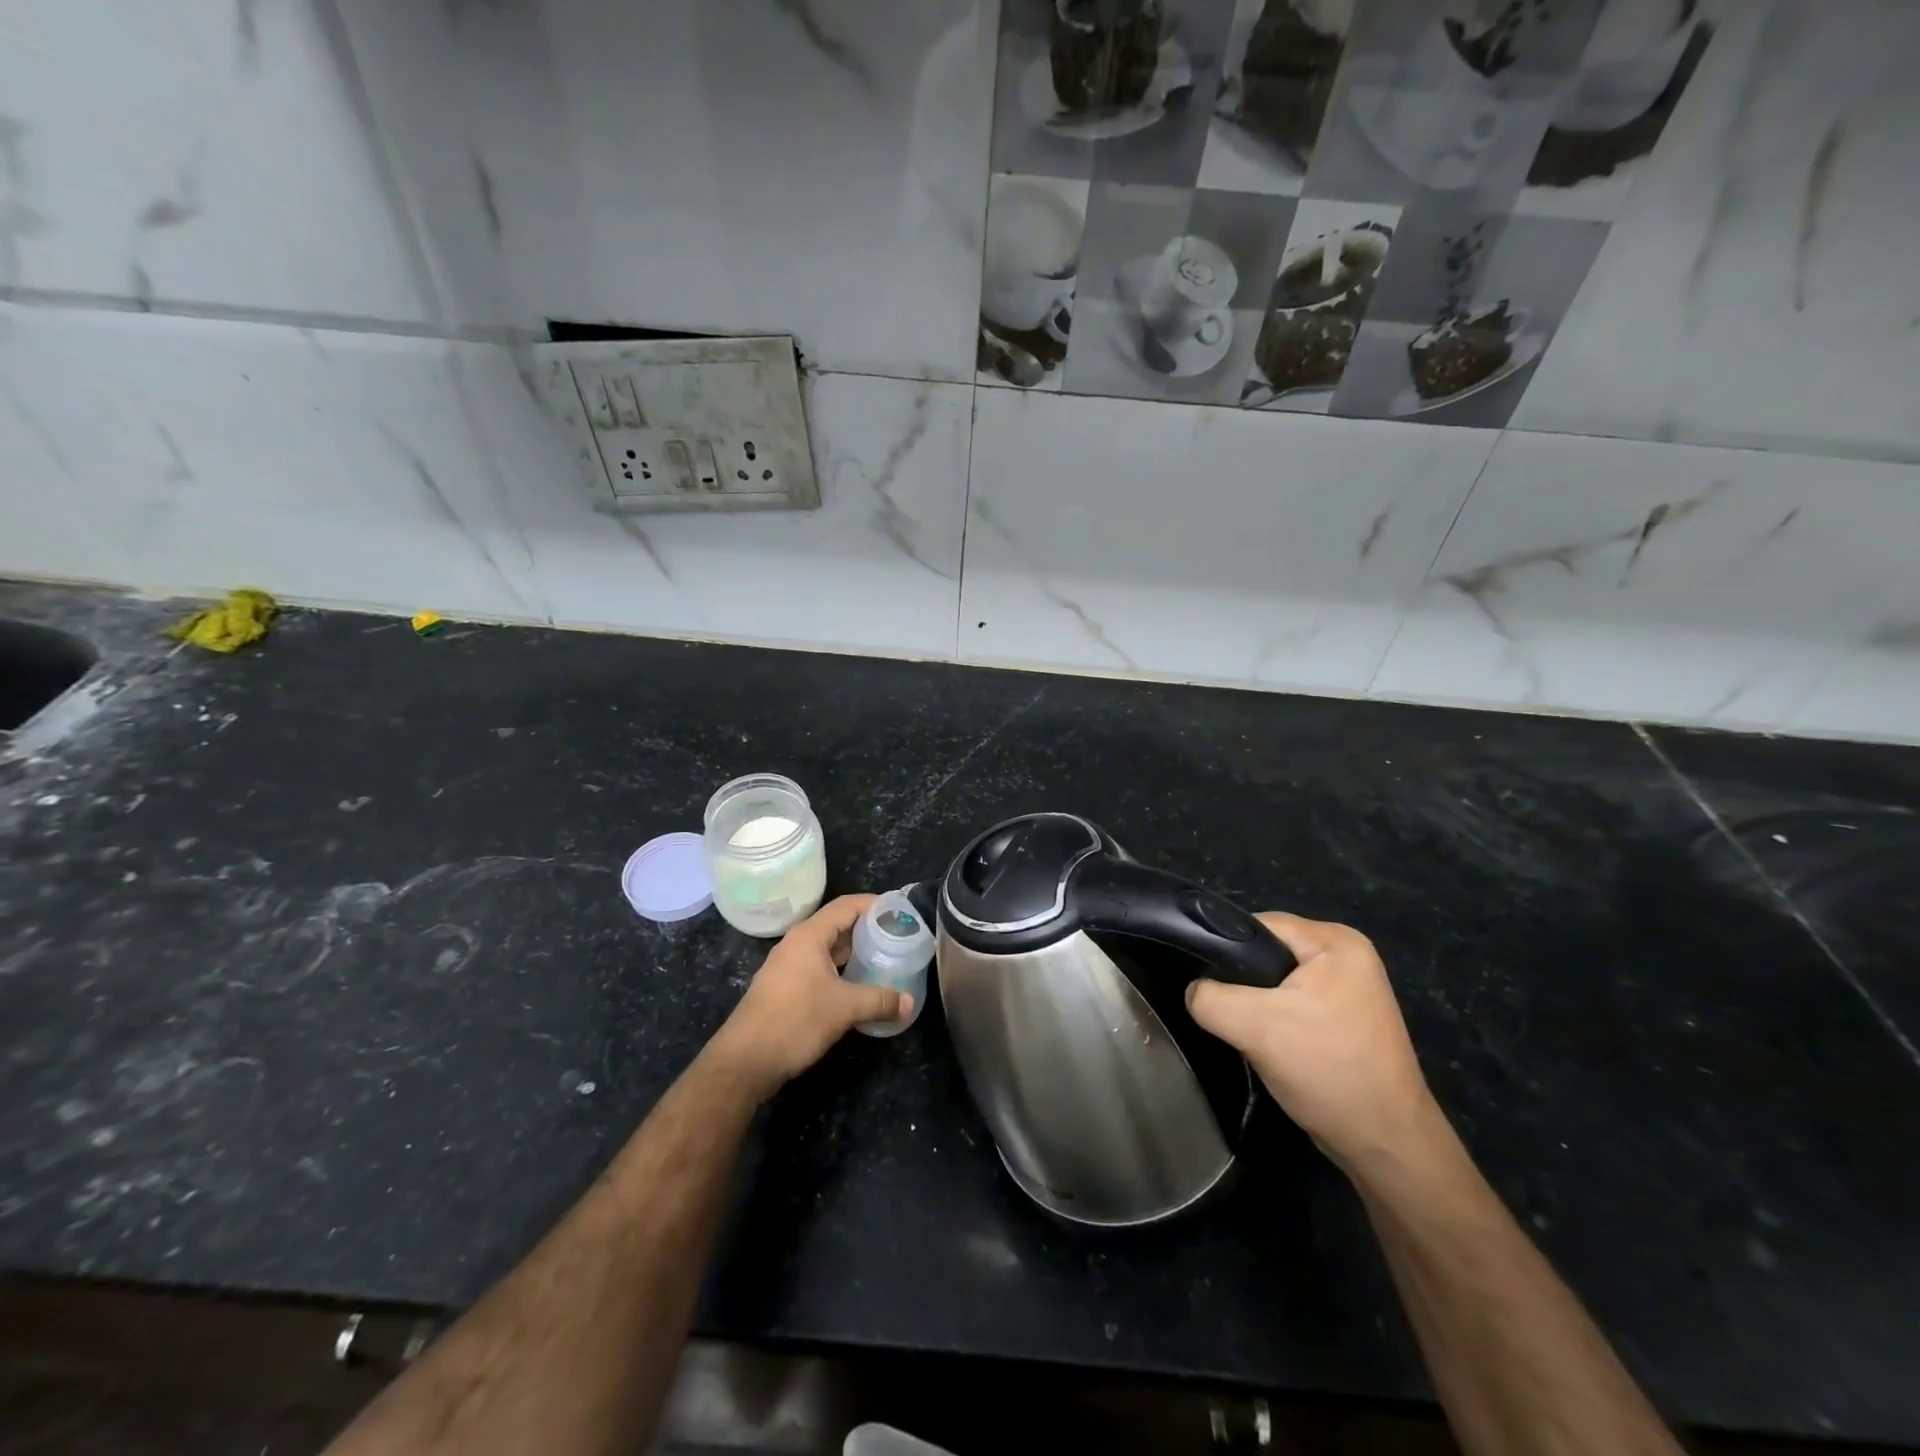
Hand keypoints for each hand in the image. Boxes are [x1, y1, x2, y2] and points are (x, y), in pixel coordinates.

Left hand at [709, 895, 911, 1096]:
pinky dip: (840, 971)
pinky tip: (858, 987)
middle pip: (837, 925)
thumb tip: (910, 1003)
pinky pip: (819, 968)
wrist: (744, 1061)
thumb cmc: (795, 1021)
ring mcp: (788, 966)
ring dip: (854, 953)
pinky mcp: (784, 988)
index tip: (900, 911)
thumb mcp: (844, 1008)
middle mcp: (797, 944)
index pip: (846, 905)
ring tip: (884, 960)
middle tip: (898, 937)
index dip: (874, 904)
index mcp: (809, 936)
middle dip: (867, 929)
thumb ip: (880, 1000)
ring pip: (828, 949)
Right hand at [1186, 913, 1439, 1173]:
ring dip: (1257, 1005)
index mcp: (1337, 941)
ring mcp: (1350, 990)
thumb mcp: (1255, 1028)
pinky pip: (1293, 1004)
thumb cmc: (1328, 1071)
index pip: (1260, 925)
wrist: (1385, 1146)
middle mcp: (1348, 956)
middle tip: (1226, 1013)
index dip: (1226, 949)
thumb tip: (1193, 991)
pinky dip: (1275, 1021)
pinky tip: (1268, 1045)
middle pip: (1268, 952)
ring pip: (1277, 982)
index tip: (1205, 980)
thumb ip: (1210, 998)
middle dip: (1242, 982)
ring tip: (1245, 1031)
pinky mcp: (1345, 1019)